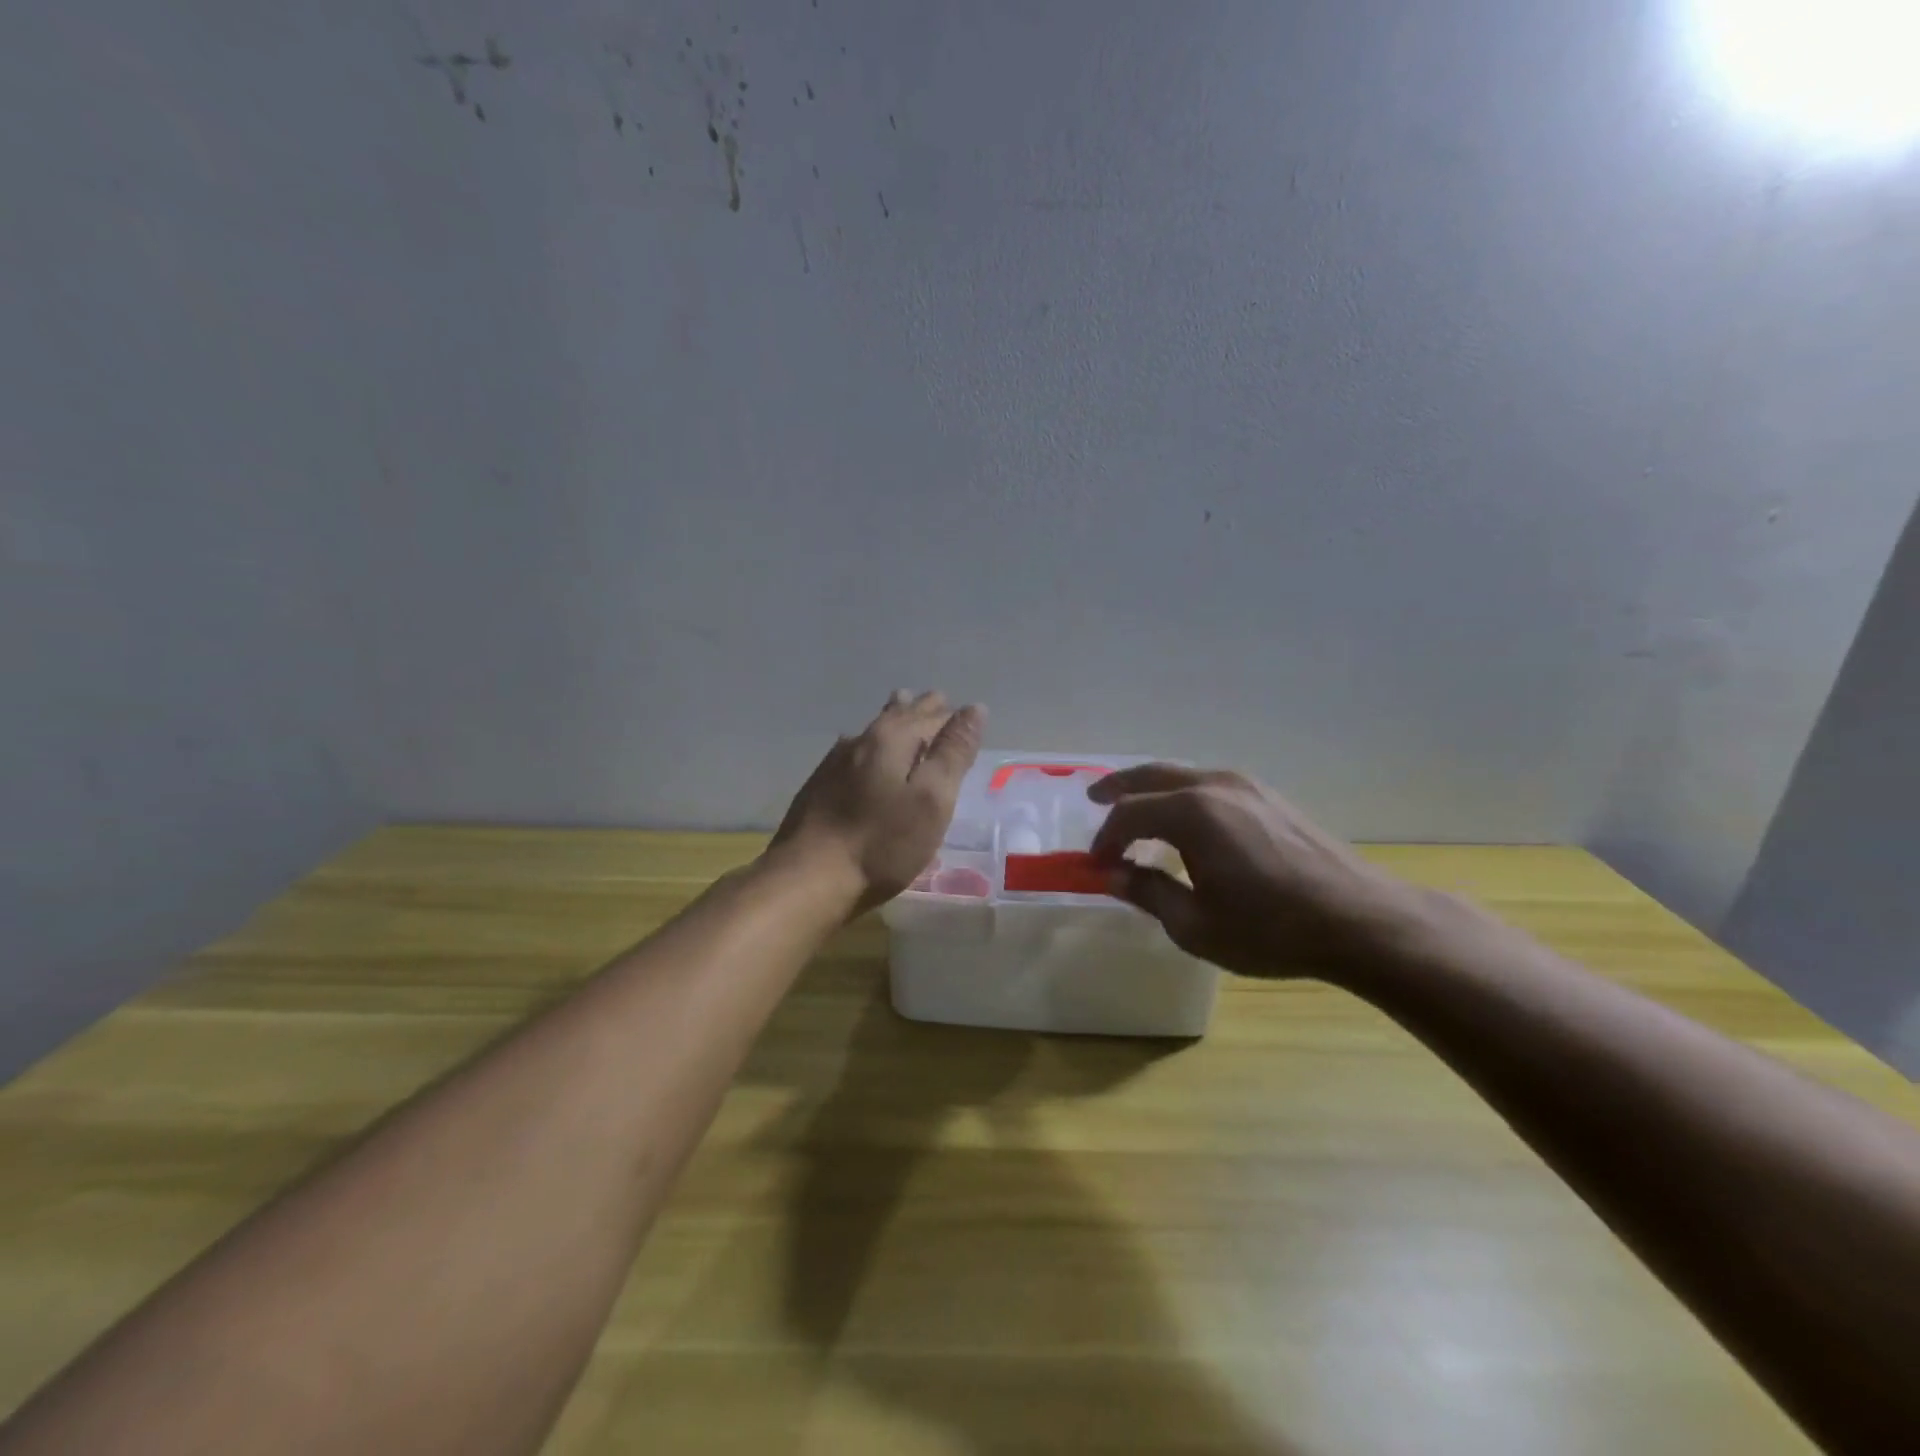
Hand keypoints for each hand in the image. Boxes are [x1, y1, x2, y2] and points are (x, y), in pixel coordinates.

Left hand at [771, 690, 986, 912]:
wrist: (808, 879)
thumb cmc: (882, 843)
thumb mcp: (931, 799)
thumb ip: (953, 753)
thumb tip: (974, 709)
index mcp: (891, 738)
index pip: (931, 716)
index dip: (951, 717)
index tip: (967, 715)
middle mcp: (860, 740)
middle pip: (898, 715)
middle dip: (921, 709)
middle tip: (937, 700)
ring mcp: (834, 763)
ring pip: (873, 730)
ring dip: (893, 718)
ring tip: (903, 706)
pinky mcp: (819, 786)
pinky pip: (854, 751)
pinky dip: (872, 744)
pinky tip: (864, 751)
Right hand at [1088, 765, 1429, 979]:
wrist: (1360, 920)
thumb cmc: (1270, 929)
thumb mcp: (1195, 924)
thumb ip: (1148, 892)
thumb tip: (1113, 875)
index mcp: (1191, 813)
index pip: (1128, 815)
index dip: (1106, 839)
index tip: (1097, 865)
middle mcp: (1214, 786)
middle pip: (1151, 776)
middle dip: (1118, 788)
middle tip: (1094, 797)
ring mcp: (1247, 786)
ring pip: (1183, 775)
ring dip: (1152, 788)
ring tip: (1135, 805)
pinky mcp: (1270, 797)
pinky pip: (1210, 784)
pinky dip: (1183, 793)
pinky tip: (1185, 817)